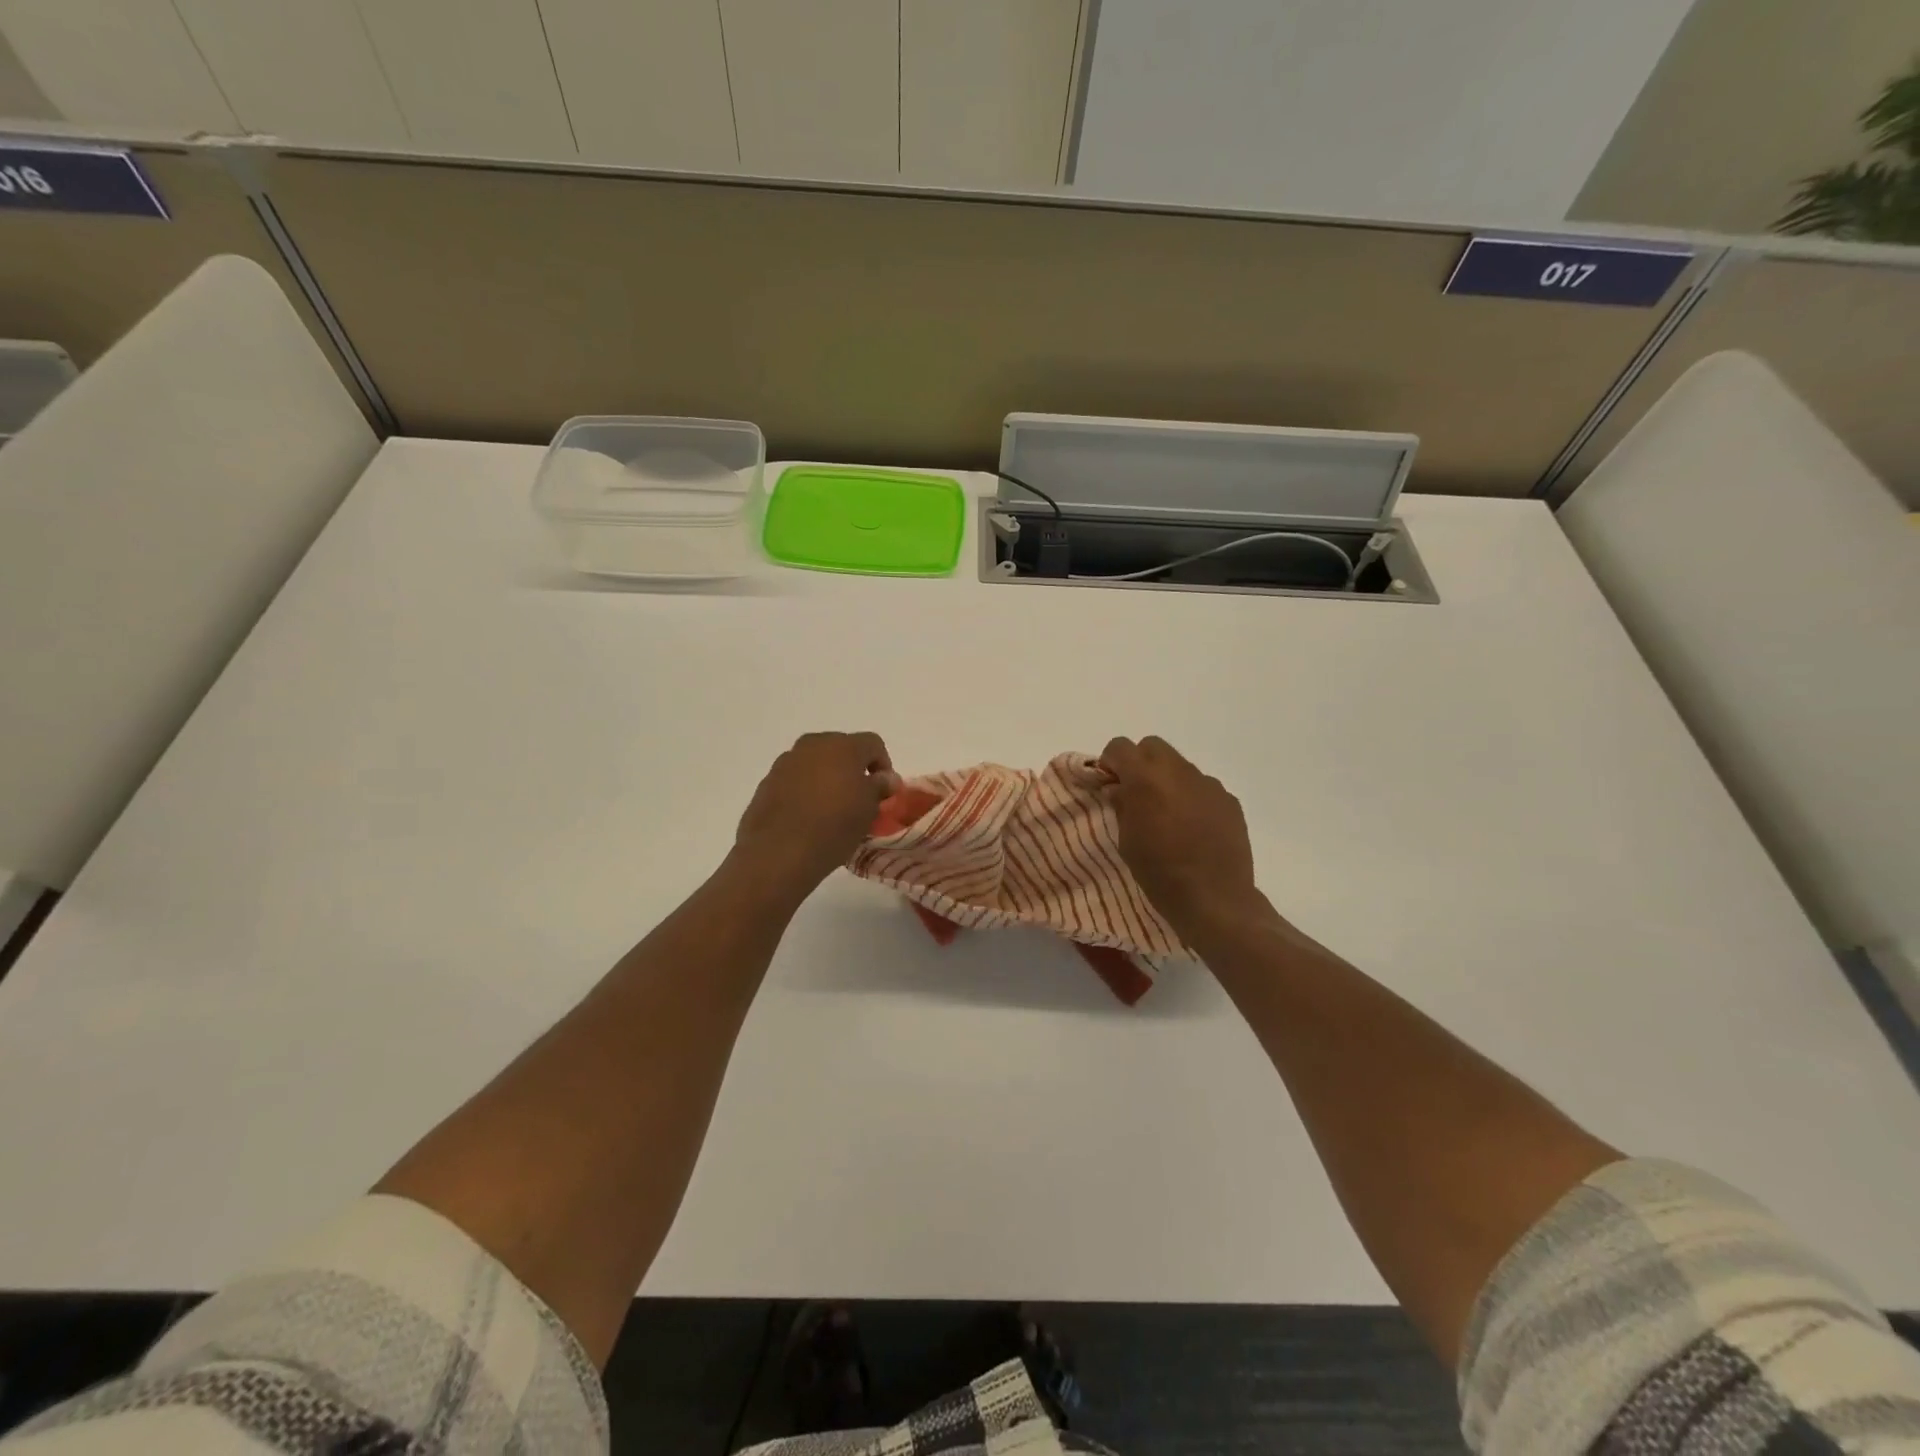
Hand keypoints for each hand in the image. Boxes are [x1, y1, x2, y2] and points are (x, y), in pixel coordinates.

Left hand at [734, 732, 900, 895]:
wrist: (778, 853)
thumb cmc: (833, 827)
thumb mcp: (868, 810)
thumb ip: (879, 787)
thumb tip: (886, 778)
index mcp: (843, 746)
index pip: (873, 743)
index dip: (884, 765)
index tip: (884, 792)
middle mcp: (812, 745)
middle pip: (841, 748)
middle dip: (853, 769)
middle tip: (859, 797)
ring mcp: (786, 762)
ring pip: (815, 762)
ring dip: (827, 778)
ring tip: (831, 809)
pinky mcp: (767, 782)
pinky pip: (795, 779)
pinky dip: (805, 790)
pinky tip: (807, 817)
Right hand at [1100, 736, 1265, 938]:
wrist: (1214, 899)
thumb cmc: (1159, 872)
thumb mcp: (1127, 841)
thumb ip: (1122, 806)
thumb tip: (1119, 789)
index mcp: (1146, 779)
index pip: (1120, 746)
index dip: (1111, 762)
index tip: (1109, 784)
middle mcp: (1179, 771)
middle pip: (1153, 746)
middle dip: (1140, 763)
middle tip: (1136, 794)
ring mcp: (1208, 784)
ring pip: (1180, 766)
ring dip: (1168, 780)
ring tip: (1168, 814)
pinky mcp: (1229, 800)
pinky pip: (1203, 787)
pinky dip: (1192, 797)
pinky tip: (1194, 827)